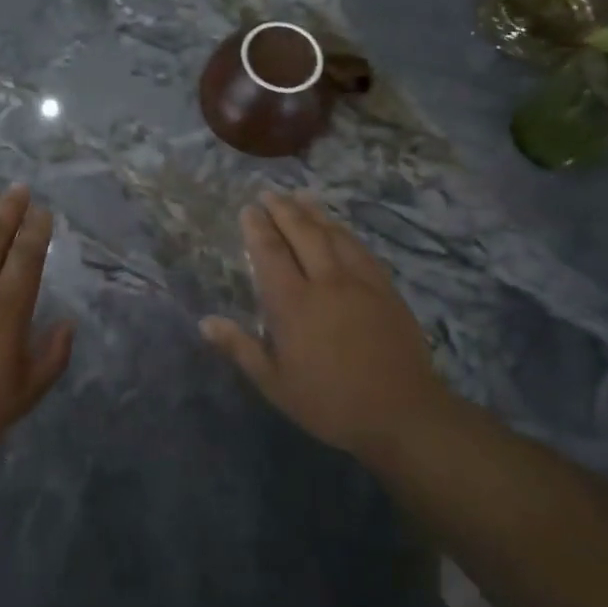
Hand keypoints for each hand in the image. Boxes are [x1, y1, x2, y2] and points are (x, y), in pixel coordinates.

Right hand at [200, 191, 456, 461]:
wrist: (402, 413)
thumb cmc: (330, 403)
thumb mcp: (275, 384)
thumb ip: (240, 348)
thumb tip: (205, 321)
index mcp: (293, 304)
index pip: (271, 252)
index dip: (258, 228)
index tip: (248, 209)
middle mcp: (326, 282)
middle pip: (303, 233)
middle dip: (283, 209)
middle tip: (270, 193)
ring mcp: (360, 282)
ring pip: (334, 235)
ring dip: (314, 212)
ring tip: (301, 196)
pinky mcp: (386, 289)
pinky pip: (361, 249)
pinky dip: (345, 232)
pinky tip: (339, 228)